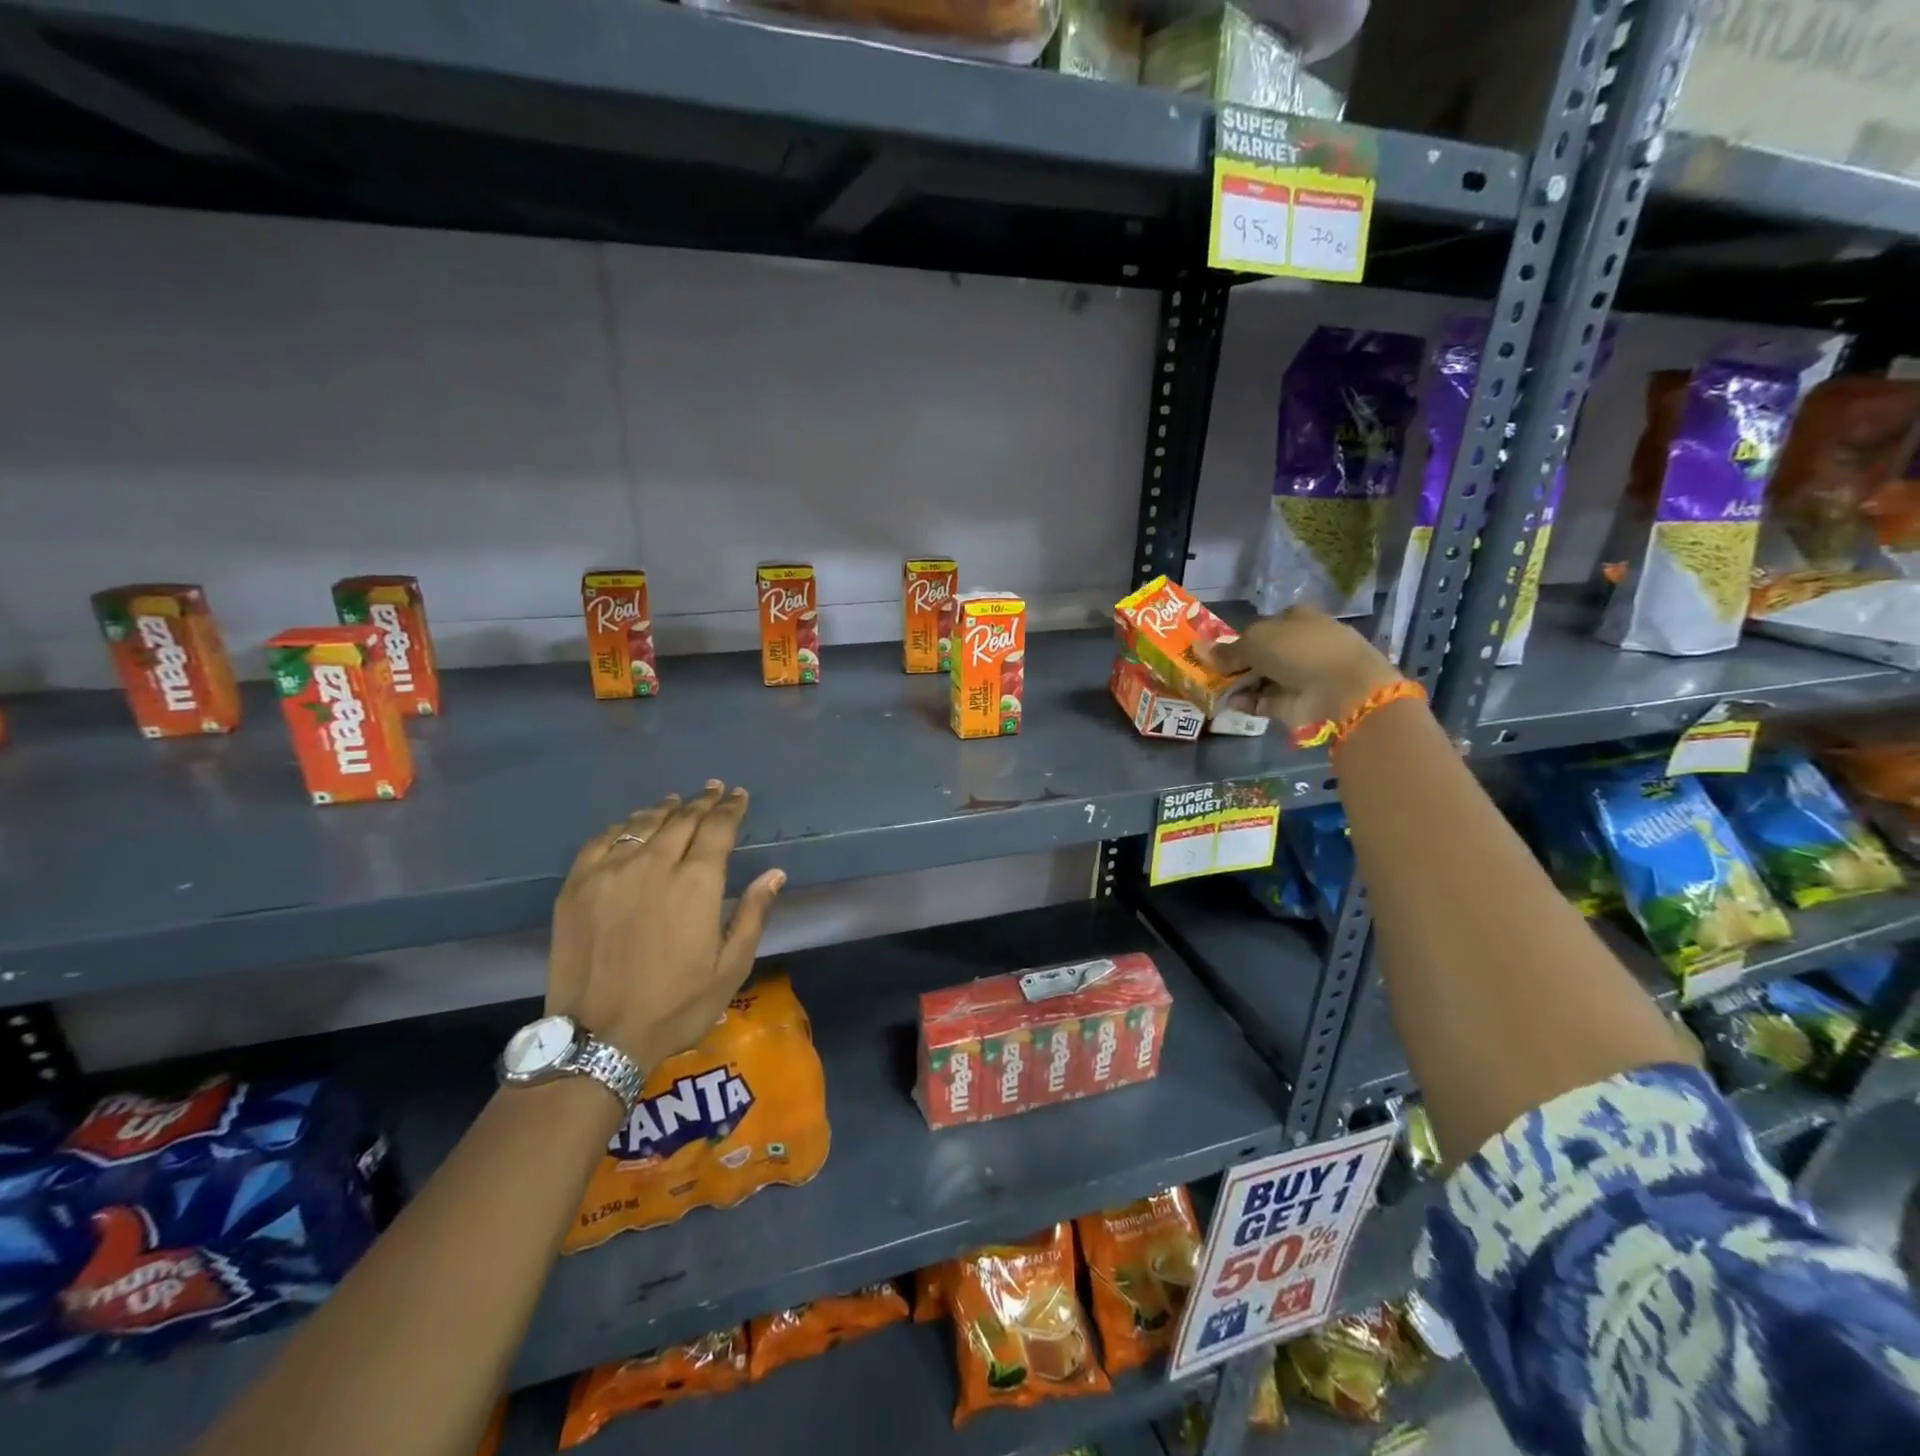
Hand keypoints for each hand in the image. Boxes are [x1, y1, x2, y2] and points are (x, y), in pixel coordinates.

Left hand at [546, 781, 784, 1073]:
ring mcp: (610, 872)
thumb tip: (775, 873)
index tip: (738, 795)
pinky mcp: (577, 886)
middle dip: (702, 802)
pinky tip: (631, 825)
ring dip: (665, 809)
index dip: (731, 809)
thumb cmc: (676, 1006)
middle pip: (682, 820)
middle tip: (713, 790)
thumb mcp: (731, 967)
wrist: (598, 1038)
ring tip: (676, 801)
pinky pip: (602, 840)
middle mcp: (654, 865)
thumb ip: (754, 914)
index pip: (718, 829)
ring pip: (643, 823)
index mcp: (696, 883)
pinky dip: (622, 826)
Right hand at [1202, 607, 1400, 732]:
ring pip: (1259, 678)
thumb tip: (1200, 649)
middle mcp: (1299, 644)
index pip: (1262, 626)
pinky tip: (1228, 703)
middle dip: (1234, 663)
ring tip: (1210, 688)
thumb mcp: (1256, 641)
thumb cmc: (1299, 650)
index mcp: (1296, 618)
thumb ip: (1227, 649)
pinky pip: (1263, 700)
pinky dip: (1246, 702)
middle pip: (1260, 654)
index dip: (1238, 638)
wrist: (1341, 690)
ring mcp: (1299, 675)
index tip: (1214, 651)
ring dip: (1237, 684)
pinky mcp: (1295, 702)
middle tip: (1206, 671)